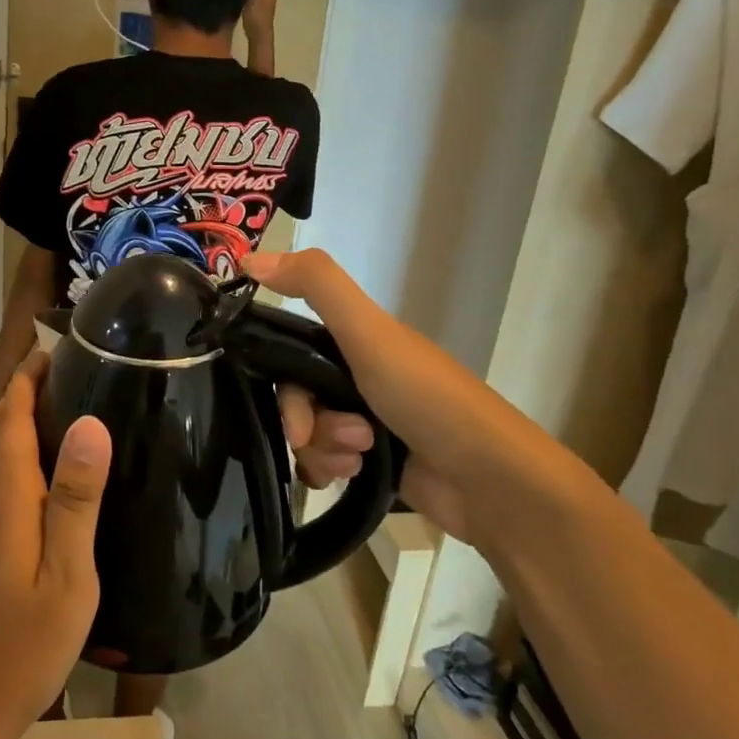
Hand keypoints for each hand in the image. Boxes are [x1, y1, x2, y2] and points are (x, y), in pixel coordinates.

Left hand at [0, 352, 111, 737]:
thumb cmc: (22, 644)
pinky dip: (7, 445)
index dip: (30, 376)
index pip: (9, 412)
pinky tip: (39, 464)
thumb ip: (76, 498)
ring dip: (10, 412)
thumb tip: (88, 422)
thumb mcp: (68, 575)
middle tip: (68, 370)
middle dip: (20, 387)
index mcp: (5, 493)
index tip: (61, 348)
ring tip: (58, 403)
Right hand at [245, 248, 475, 539]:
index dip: (283, 382)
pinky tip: (353, 476)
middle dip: (308, 424)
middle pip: (298, 397)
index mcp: (358, 342)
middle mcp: (358, 376)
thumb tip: (249, 259)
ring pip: (309, 433)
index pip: (291, 353)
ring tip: (359, 459)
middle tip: (336, 441)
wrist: (489, 480)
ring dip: (324, 450)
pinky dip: (331, 470)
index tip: (291, 413)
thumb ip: (316, 285)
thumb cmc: (427, 398)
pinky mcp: (373, 462)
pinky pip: (325, 462)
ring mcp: (366, 421)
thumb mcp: (370, 332)